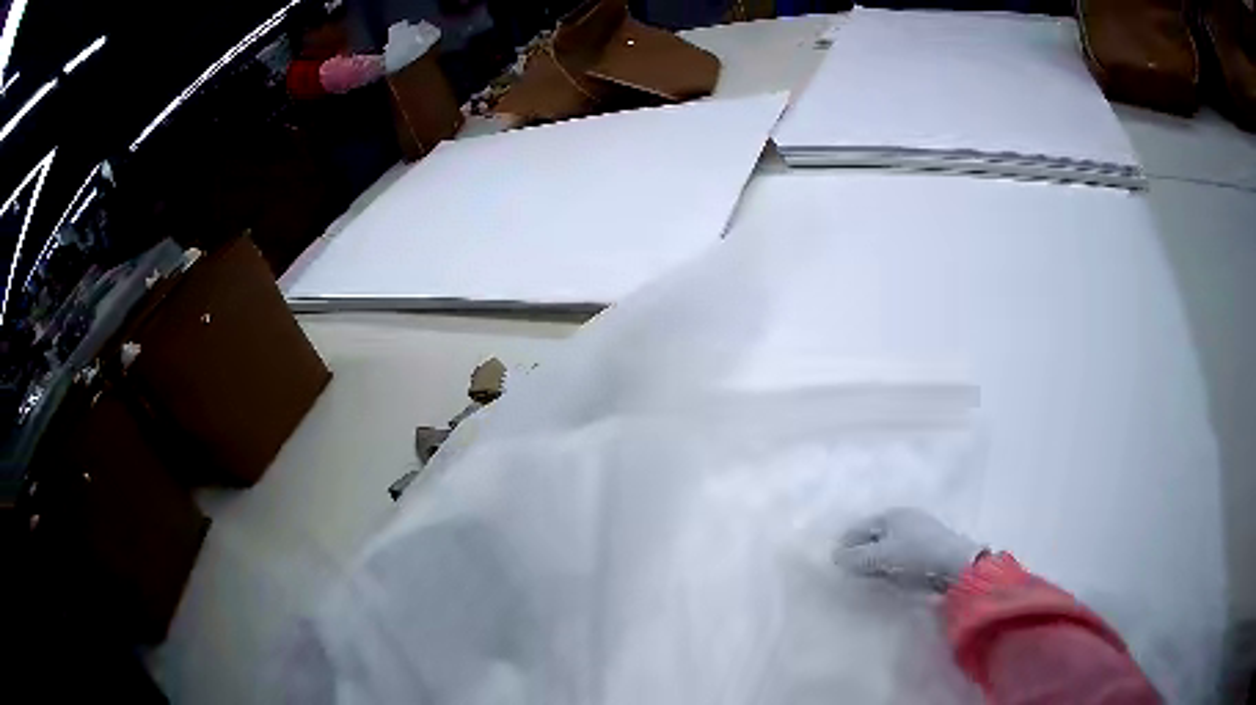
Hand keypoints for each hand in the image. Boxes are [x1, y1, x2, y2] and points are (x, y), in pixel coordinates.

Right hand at [833, 508, 985, 592]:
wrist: (955, 564)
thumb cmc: (915, 555)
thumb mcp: (881, 557)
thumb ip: (856, 557)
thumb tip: (835, 557)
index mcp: (890, 515)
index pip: (859, 528)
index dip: (845, 544)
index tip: (834, 563)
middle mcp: (904, 518)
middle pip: (873, 536)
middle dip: (860, 552)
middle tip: (849, 572)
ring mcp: (918, 531)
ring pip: (887, 546)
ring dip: (876, 560)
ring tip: (867, 577)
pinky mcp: (928, 546)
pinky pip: (901, 554)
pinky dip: (891, 564)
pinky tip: (890, 577)